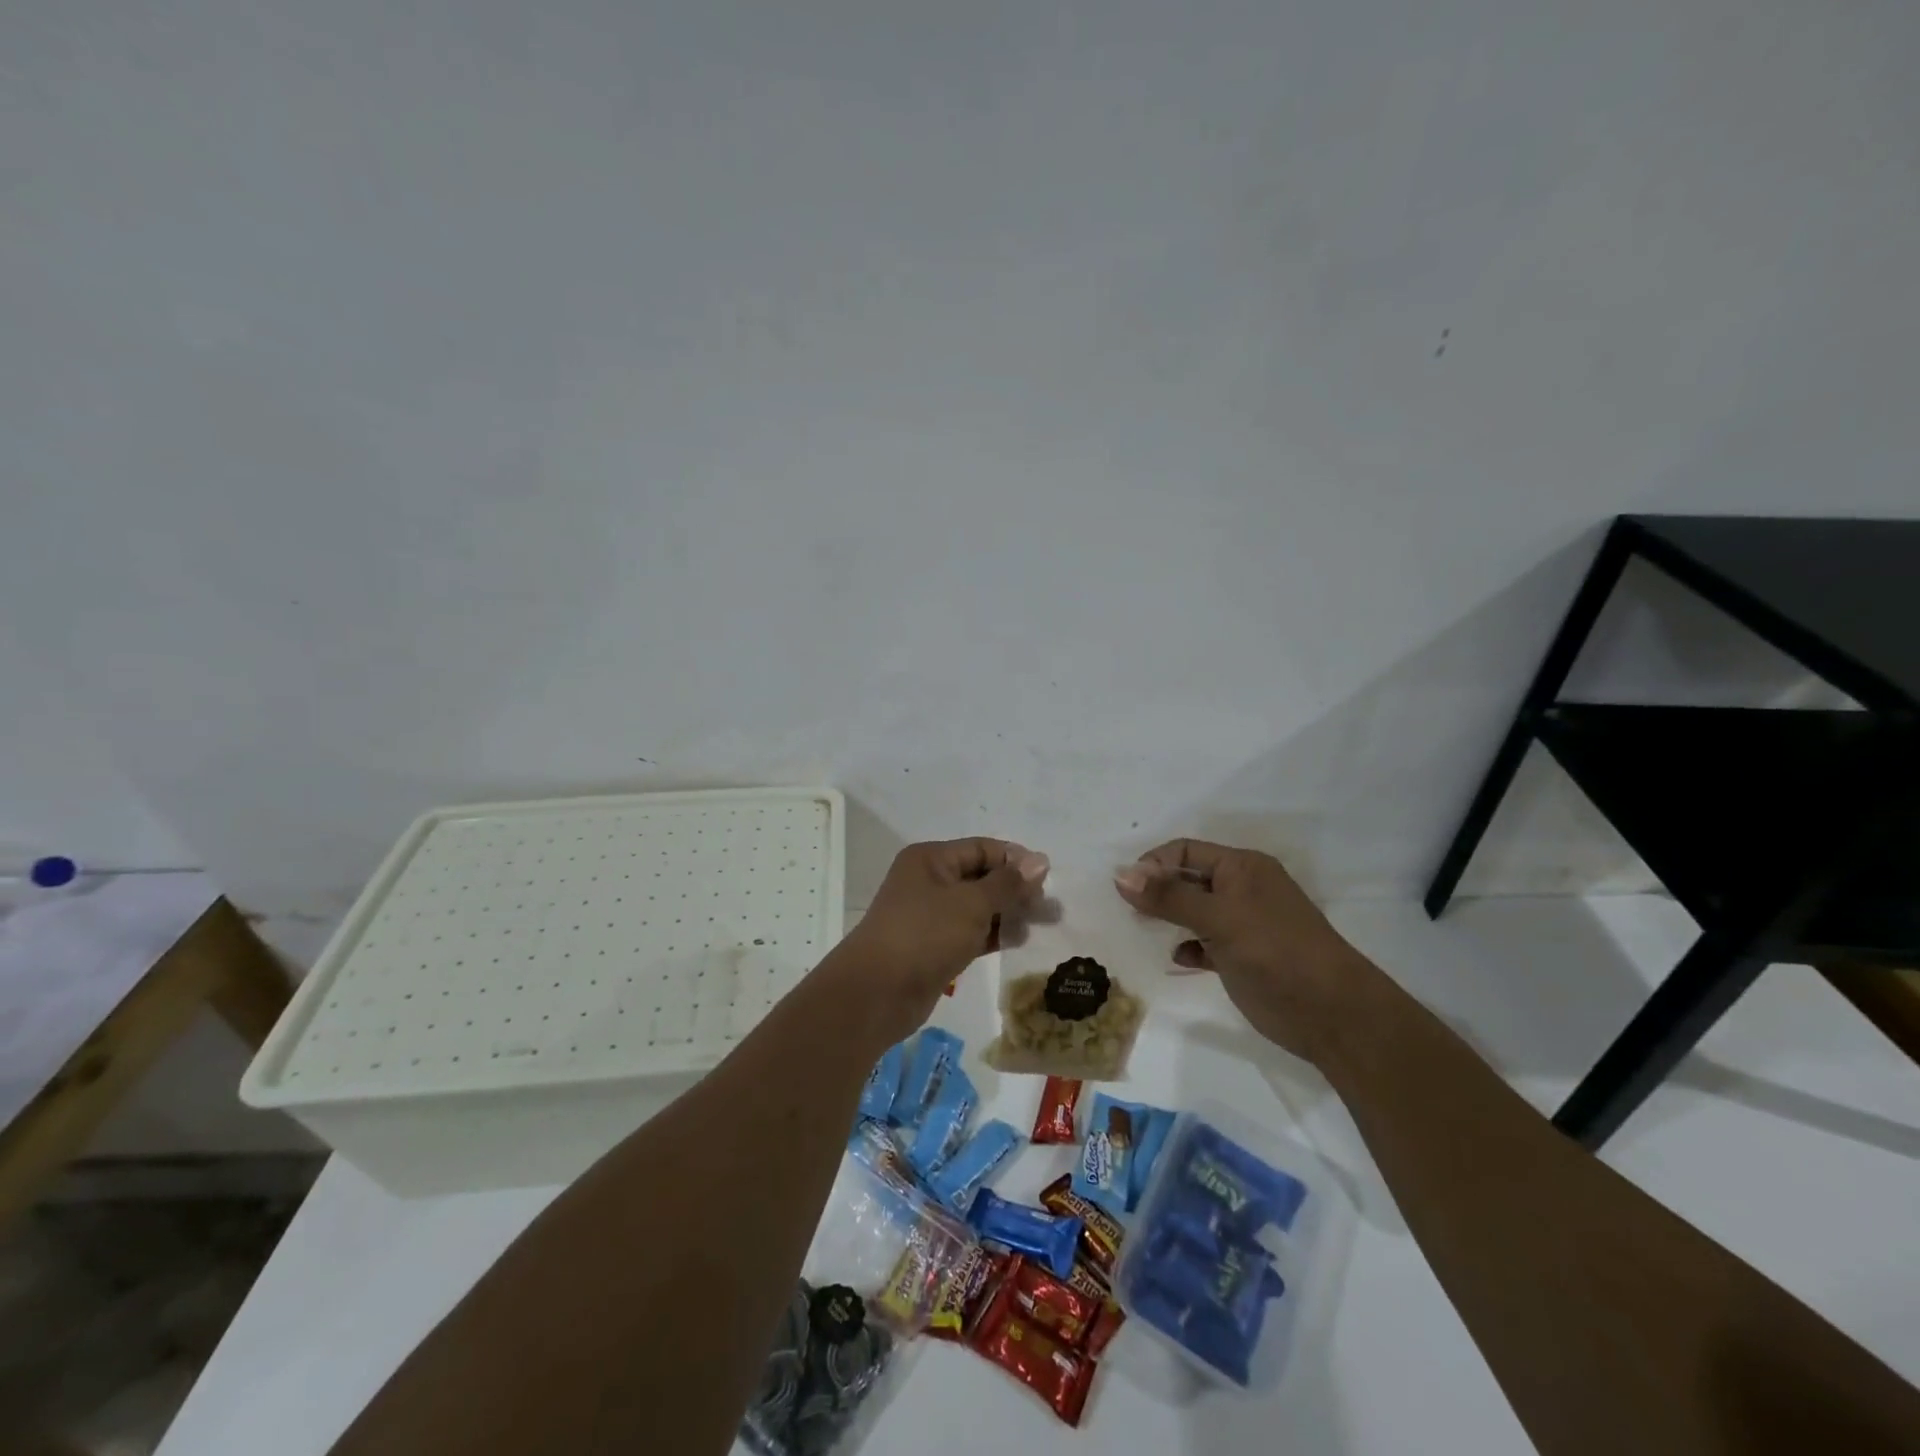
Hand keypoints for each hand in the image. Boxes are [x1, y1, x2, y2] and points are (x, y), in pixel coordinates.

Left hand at [832, 839, 1049, 1039]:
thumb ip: (1008, 883)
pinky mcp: (934, 946)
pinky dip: (994, 934)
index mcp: (932, 859)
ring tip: (1043, 925)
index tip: (1048, 878)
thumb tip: (1040, 861)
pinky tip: (1020, 940)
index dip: (1015, 860)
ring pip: (978, 907)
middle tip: (1051, 907)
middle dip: (1016, 889)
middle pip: (981, 877)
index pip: (982, 848)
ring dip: (1009, 913)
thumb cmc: (925, 935)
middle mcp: (930, 881)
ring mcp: (931, 915)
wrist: (877, 992)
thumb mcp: (972, 903)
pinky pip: (971, 932)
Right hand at [1114, 838, 1376, 1064]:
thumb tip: (1121, 875)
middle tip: (1129, 911)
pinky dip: (1187, 947)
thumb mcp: (1219, 918)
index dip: (1154, 864)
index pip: (1185, 851)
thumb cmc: (1275, 951)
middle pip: (1187, 879)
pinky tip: (1178, 959)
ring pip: (1193, 912)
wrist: (1330, 1013)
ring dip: (1169, 919)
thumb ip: (1169, 897)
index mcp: (1242, 867)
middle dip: (1157, 891)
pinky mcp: (1240, 956)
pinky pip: (1203, 942)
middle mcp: (1241, 889)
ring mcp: (1242, 924)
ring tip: (1145, 932)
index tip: (1126, 889)